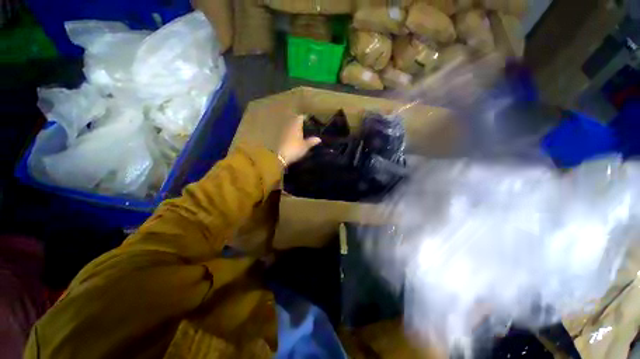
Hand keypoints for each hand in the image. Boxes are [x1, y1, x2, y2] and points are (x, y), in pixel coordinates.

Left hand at [278, 115, 320, 165]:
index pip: (300, 117)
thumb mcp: (305, 146)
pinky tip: (292, 138)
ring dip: (293, 128)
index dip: (304, 118)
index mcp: (296, 125)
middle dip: (298, 122)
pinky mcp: (279, 138)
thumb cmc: (295, 149)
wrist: (280, 156)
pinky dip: (289, 134)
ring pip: (289, 126)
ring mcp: (283, 131)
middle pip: (293, 120)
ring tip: (299, 132)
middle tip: (305, 125)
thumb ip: (312, 141)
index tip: (308, 119)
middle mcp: (288, 125)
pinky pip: (285, 132)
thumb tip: (319, 139)